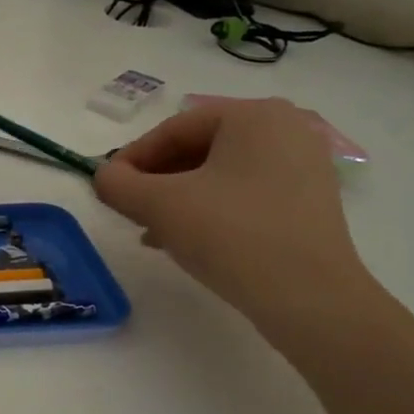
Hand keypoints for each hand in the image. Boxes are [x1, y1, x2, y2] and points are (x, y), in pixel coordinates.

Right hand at [93, 97, 368, 330]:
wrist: (310, 298)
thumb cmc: (231, 235)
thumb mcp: (158, 205)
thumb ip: (117, 183)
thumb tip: (104, 177)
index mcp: (253, 116)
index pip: (173, 129)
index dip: (131, 158)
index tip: (107, 187)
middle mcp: (285, 129)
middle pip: (197, 149)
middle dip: (155, 180)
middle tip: (128, 208)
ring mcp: (303, 166)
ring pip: (218, 174)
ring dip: (176, 198)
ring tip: (150, 230)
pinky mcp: (308, 201)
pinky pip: (243, 193)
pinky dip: (208, 209)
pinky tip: (185, 239)